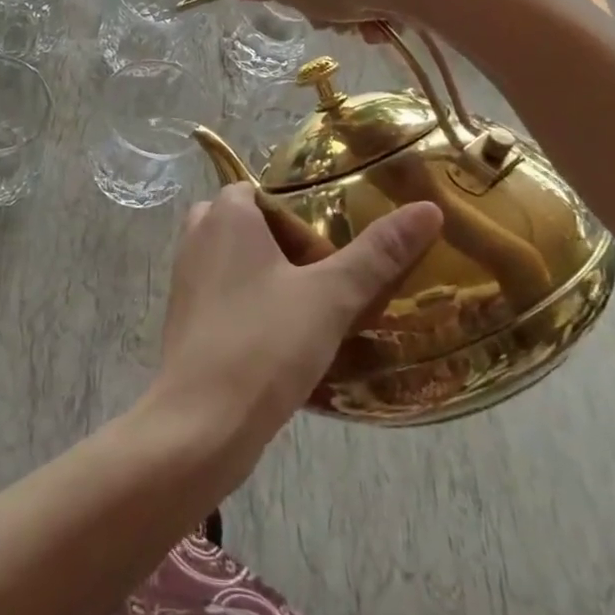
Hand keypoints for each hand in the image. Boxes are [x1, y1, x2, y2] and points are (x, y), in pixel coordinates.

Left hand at [151, 184, 441, 460]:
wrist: (200, 424)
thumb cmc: (263, 343)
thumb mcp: (331, 296)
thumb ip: (378, 253)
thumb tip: (428, 209)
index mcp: (225, 216)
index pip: (261, 190)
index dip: (298, 209)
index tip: (336, 239)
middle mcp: (197, 238)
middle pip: (248, 224)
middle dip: (286, 243)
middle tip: (328, 269)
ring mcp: (186, 281)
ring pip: (235, 261)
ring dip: (271, 276)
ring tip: (318, 303)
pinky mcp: (186, 321)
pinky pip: (224, 295)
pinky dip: (252, 304)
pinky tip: (288, 337)